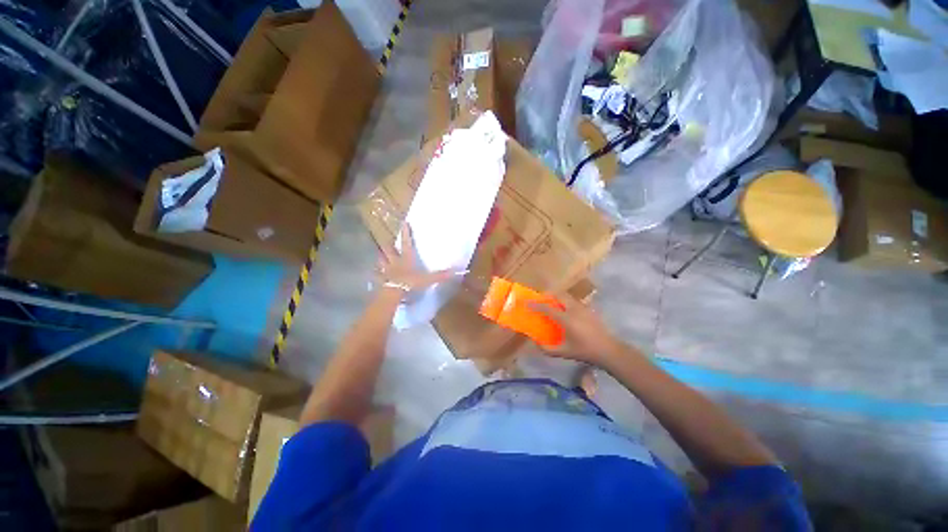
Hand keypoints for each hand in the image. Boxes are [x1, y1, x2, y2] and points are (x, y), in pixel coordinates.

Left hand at [377, 224, 458, 292]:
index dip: (406, 233)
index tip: (404, 223)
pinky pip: (377, 275)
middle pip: (389, 250)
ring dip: (381, 257)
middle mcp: (394, 262)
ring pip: (381, 260)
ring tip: (380, 255)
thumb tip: (454, 271)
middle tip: (387, 241)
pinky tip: (375, 274)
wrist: (393, 293)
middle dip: (388, 245)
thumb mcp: (427, 279)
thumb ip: (440, 275)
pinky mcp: (381, 280)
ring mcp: (386, 271)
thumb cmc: (409, 283)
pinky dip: (376, 273)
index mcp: (406, 259)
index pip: (406, 243)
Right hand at [528, 294, 622, 366]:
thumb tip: (535, 343)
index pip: (547, 308)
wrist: (608, 350)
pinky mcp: (589, 310)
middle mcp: (573, 309)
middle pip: (558, 295)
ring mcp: (583, 308)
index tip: (527, 303)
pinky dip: (566, 302)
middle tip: (541, 301)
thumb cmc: (584, 351)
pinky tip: (566, 312)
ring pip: (567, 297)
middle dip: (548, 296)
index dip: (535, 305)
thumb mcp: (564, 352)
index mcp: (566, 319)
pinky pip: (574, 301)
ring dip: (557, 298)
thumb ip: (547, 349)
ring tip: (552, 305)